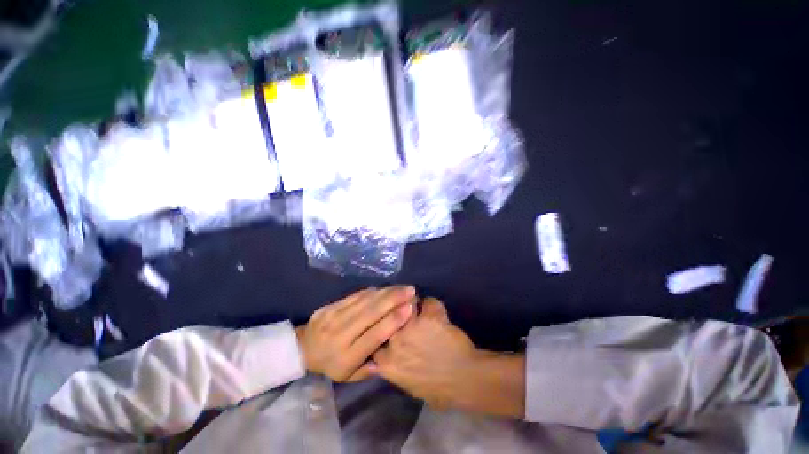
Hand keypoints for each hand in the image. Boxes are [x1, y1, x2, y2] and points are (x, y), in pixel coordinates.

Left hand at [296, 286, 414, 381]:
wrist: (302, 349)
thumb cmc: (331, 364)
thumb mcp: (350, 375)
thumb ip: (371, 366)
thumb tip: (394, 350)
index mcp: (347, 357)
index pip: (374, 335)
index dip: (393, 320)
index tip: (409, 308)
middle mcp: (340, 335)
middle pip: (370, 313)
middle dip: (393, 300)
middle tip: (411, 291)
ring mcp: (334, 317)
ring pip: (364, 301)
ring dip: (386, 292)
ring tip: (402, 287)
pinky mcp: (331, 305)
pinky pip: (355, 295)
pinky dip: (373, 291)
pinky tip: (385, 288)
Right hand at [373, 298, 525, 417]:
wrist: (464, 381)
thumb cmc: (437, 387)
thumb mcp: (406, 383)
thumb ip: (393, 366)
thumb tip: (387, 355)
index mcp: (387, 362)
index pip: (375, 334)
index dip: (383, 324)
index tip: (388, 321)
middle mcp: (395, 341)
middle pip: (389, 313)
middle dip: (397, 309)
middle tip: (405, 310)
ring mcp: (412, 327)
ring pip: (408, 302)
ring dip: (415, 304)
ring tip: (422, 308)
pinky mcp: (429, 318)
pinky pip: (429, 302)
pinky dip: (434, 306)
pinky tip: (438, 313)